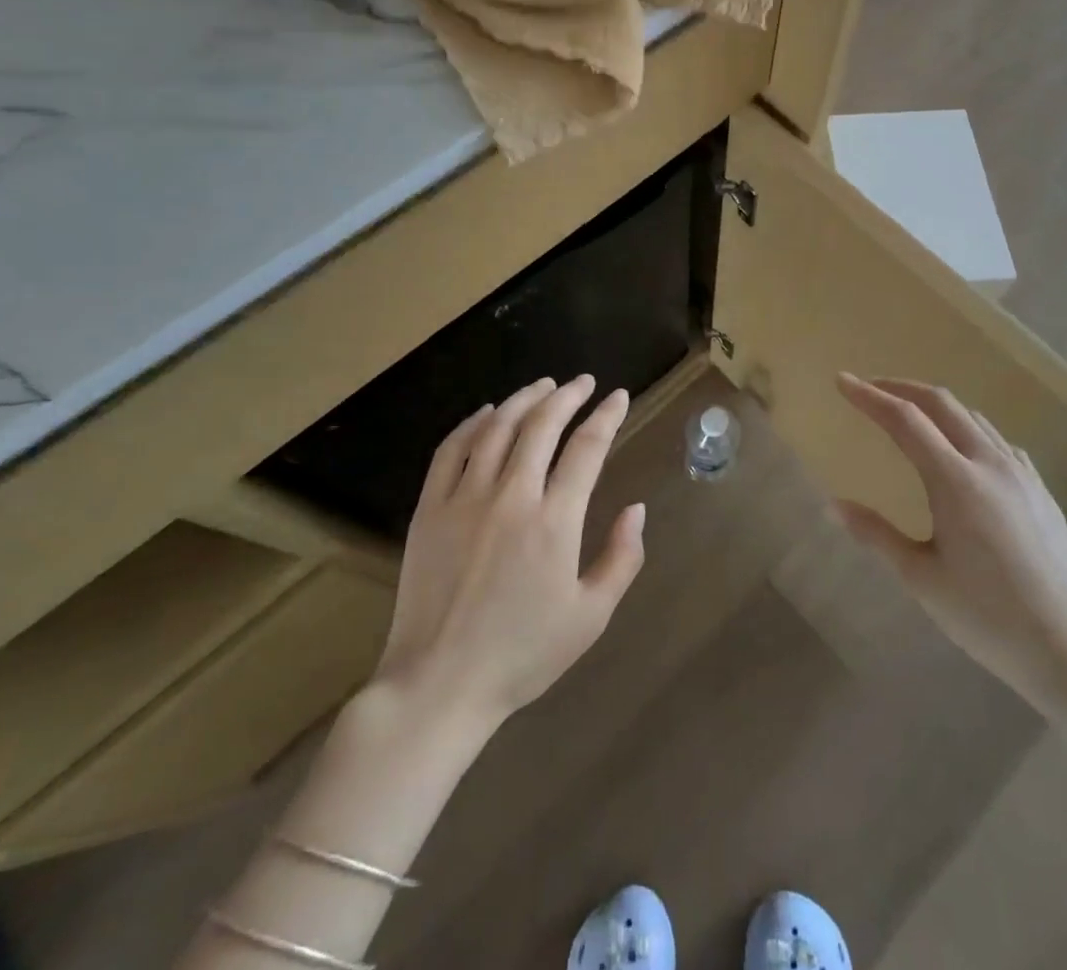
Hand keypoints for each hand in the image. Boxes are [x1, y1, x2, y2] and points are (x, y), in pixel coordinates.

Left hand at [378, 376, 644, 728]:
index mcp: (554, 521)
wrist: (439, 684)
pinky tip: (487, 413)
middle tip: (583, 382)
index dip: (607, 416)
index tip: (619, 397)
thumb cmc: (522, 655)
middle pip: (542, 425)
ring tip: (543, 386)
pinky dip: (472, 423)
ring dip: (524, 399)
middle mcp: (511, 497)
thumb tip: (636, 508)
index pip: (587, 448)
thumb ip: (621, 558)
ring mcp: (464, 499)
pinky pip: (451, 450)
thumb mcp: (590, 616)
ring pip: (497, 428)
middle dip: (568, 396)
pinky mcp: (429, 509)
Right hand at [835, 374, 1066, 718]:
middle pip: (941, 403)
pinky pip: (998, 441)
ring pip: (972, 418)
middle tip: (870, 390)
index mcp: (955, 481)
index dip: (869, 397)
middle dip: (901, 388)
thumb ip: (876, 534)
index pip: (904, 419)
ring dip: (935, 406)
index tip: (842, 381)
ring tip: (909, 416)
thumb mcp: (921, 579)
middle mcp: (990, 463)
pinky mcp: (1041, 490)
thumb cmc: (988, 618)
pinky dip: (967, 429)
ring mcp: (1022, 474)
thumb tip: (832, 505)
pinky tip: (963, 451)